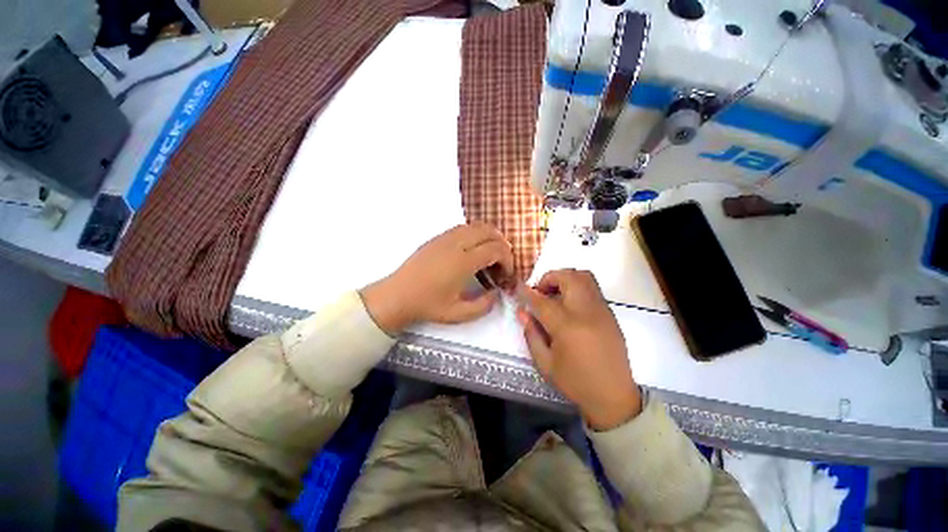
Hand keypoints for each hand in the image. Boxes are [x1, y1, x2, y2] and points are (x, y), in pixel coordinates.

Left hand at [360, 223, 513, 334]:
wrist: (397, 295)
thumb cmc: (427, 305)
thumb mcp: (458, 314)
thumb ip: (483, 306)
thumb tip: (496, 293)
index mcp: (463, 262)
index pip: (496, 249)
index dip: (508, 260)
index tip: (507, 274)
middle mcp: (456, 244)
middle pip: (489, 232)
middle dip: (502, 246)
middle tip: (501, 265)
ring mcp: (445, 237)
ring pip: (476, 226)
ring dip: (489, 238)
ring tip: (489, 258)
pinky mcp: (437, 237)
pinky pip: (463, 228)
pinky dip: (475, 235)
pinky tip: (472, 253)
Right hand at [517, 269, 641, 429]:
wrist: (614, 396)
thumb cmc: (576, 382)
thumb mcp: (545, 363)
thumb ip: (531, 334)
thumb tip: (522, 312)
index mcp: (567, 327)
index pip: (542, 301)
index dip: (527, 292)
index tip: (519, 287)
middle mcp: (586, 312)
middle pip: (568, 277)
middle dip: (549, 277)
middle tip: (541, 292)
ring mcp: (602, 310)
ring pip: (584, 276)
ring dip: (565, 278)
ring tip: (555, 294)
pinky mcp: (610, 313)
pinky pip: (592, 288)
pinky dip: (577, 286)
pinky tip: (570, 305)